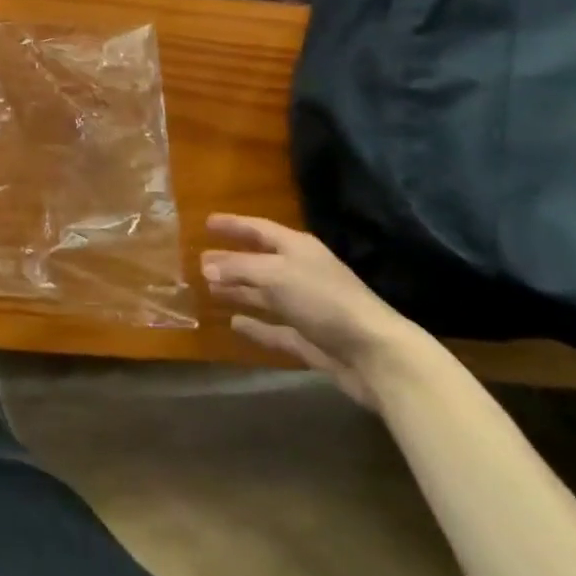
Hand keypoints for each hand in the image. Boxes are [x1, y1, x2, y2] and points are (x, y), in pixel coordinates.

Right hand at [201, 214, 428, 407]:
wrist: (374, 353)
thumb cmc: (324, 300)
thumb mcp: (276, 275)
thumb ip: (239, 268)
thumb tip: (206, 266)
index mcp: (296, 249)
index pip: (258, 229)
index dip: (233, 225)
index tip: (207, 222)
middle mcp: (300, 273)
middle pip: (259, 262)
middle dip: (231, 261)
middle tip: (200, 261)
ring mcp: (304, 307)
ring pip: (264, 294)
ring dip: (239, 291)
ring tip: (210, 290)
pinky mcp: (308, 338)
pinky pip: (273, 328)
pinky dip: (255, 326)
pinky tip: (234, 324)